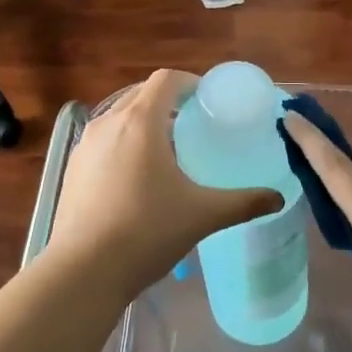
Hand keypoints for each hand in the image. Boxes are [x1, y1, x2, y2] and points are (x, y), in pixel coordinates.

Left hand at [50, 70, 282, 294]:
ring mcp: (85, 145)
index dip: (190, 83)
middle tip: (193, 127)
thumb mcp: (202, 215)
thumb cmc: (146, 232)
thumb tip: (277, 198)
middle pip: (142, 94)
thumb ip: (244, 202)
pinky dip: (123, 144)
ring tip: (166, 152)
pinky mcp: (73, 168)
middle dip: (168, 103)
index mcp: (140, 121)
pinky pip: (103, 141)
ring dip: (144, 123)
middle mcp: (109, 122)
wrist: (83, 271)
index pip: (166, 79)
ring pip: (119, 117)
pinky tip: (136, 179)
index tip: (209, 102)